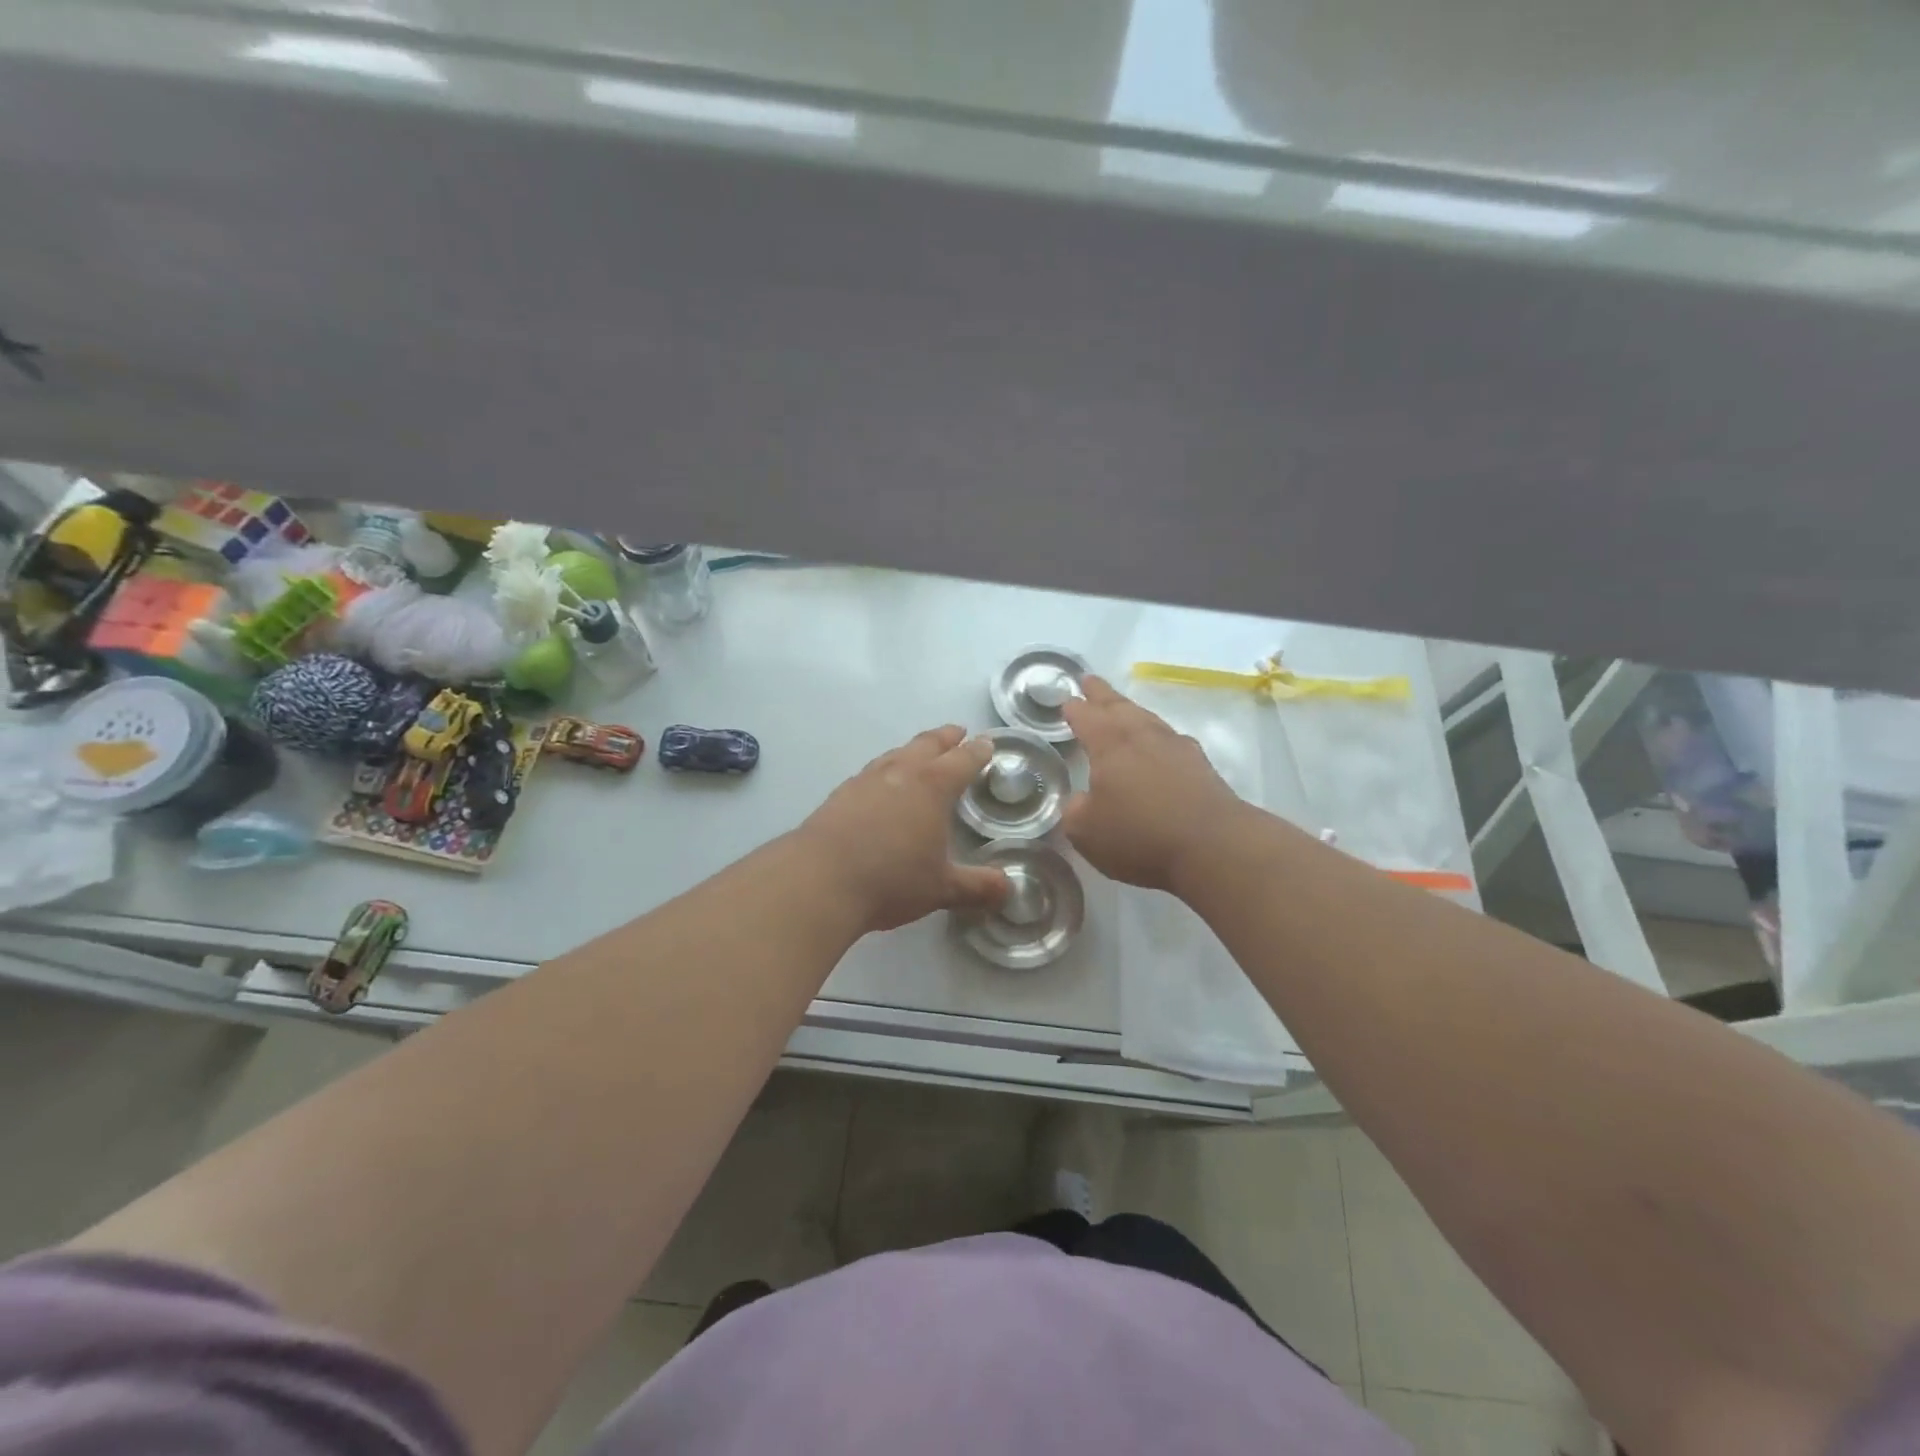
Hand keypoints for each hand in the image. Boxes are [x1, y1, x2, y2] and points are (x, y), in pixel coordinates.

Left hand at [800, 725, 1009, 933]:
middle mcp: (900, 773)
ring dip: (913, 749)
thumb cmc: (890, 879)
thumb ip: (976, 887)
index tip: (987, 743)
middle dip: (946, 737)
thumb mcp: (940, 888)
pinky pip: (871, 772)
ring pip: (896, 754)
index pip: (962, 760)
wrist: (819, 879)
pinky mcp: (839, 795)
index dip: (978, 751)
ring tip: (919, 753)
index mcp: (932, 786)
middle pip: (927, 745)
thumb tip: (1008, 889)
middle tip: (958, 732)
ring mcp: (866, 781)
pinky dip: (885, 770)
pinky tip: (880, 785)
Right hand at [1060, 676, 1248, 892]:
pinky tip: (1160, 746)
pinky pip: (1171, 740)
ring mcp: (1177, 748)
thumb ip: (1076, 810)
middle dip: (1101, 694)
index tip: (1066, 701)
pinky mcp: (1201, 767)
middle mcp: (1143, 736)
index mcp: (1110, 744)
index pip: (1087, 717)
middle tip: (1089, 681)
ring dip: (1131, 711)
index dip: (1074, 709)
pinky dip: (1157, 737)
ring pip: (1148, 719)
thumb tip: (1082, 800)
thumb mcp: (1086, 831)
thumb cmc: (1140, 836)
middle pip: (1118, 707)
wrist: (1214, 847)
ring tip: (1121, 710)